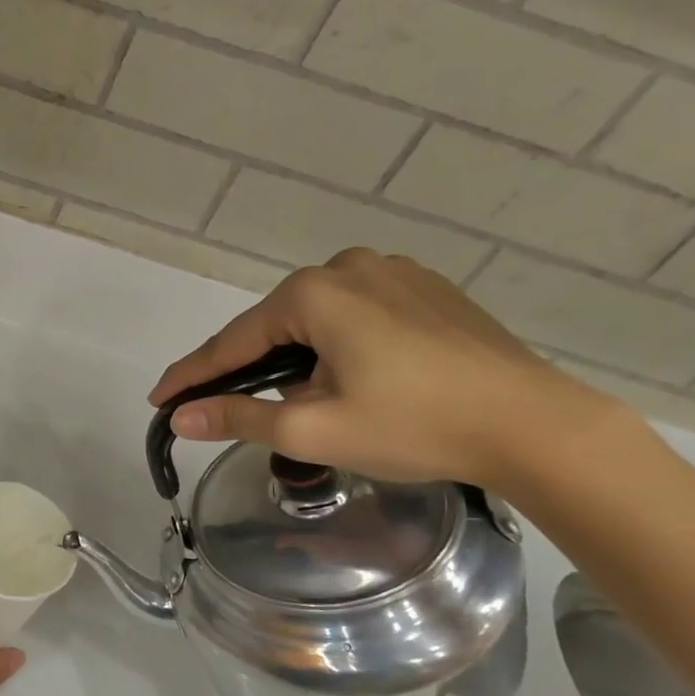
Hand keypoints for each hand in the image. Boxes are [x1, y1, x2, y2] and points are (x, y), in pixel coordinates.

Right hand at [149, 249, 619, 490]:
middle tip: (230, 408)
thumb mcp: (313, 428)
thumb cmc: (414, 425)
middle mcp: (348, 267)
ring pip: (316, 320)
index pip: (232, 341)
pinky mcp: (426, 289)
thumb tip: (181, 418)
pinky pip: (356, 315)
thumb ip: (238, 417)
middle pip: (274, 326)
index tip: (159, 399)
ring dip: (296, 358)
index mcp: (314, 294)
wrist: (536, 426)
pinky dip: (336, 345)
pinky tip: (354, 377)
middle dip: (250, 367)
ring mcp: (393, 272)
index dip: (192, 375)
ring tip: (305, 401)